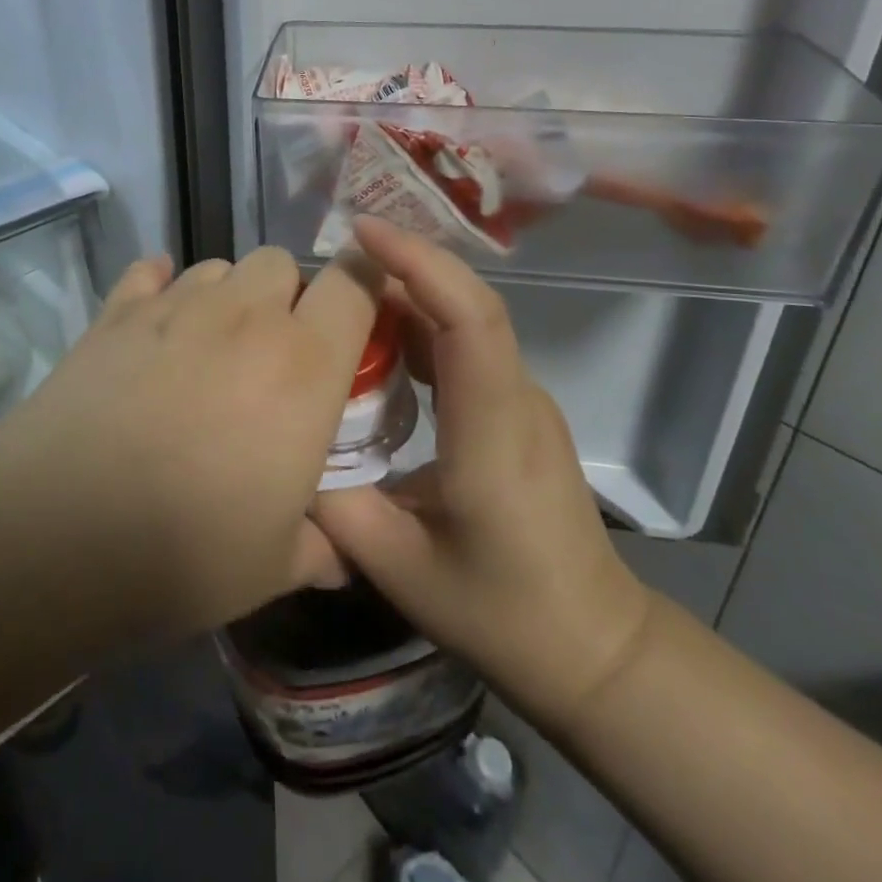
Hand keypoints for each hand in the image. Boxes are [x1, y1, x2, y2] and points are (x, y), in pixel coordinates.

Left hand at [5, 246, 379, 637]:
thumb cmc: (187, 549)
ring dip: (227, 294)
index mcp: (304, 364)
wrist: (58, 531)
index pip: (354, 284)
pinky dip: (158, 286)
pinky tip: (152, 322)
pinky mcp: (116, 312)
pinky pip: (149, 272)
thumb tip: (340, 557)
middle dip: (287, 294)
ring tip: (209, 345)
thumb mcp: (274, 565)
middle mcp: (245, 316)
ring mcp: (175, 306)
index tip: (360, 312)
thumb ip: (321, 548)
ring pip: (219, 265)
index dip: (366, 283)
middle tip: (272, 352)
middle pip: (281, 262)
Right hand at [311, 219, 650, 729]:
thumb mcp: (399, 569)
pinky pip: (467, 347)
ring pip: (468, 320)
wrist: (593, 648)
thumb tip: (288, 448)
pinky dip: (420, 326)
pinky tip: (378, 341)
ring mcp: (523, 402)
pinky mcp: (515, 411)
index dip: (419, 265)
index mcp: (492, 432)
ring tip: (345, 289)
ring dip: (410, 292)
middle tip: (336, 258)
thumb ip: (333, 505)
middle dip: (405, 265)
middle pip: (469, 304)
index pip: (468, 320)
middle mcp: (517, 399)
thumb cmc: (501, 613)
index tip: (364, 233)